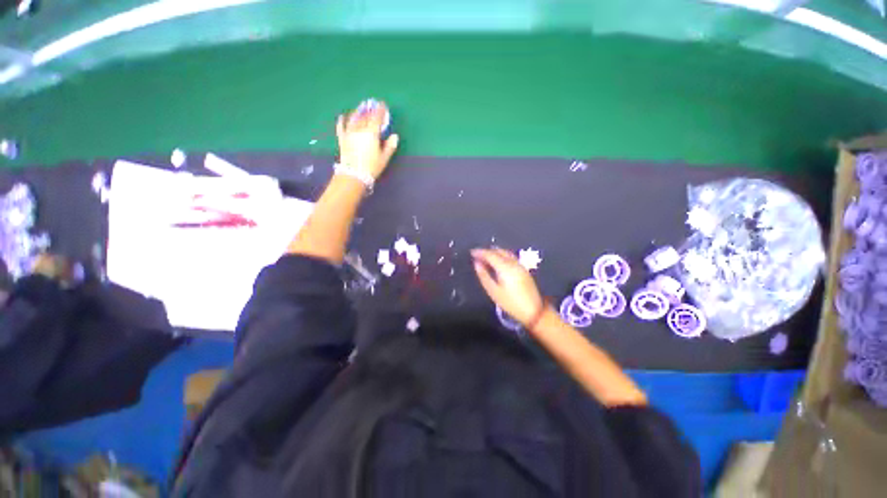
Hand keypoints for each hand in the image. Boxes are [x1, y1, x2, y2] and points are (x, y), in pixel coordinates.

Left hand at [336, 100, 399, 180]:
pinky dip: (342, 120)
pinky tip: (342, 116)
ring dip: (358, 112)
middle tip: (372, 105)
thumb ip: (389, 146)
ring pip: (354, 118)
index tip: (383, 105)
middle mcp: (360, 130)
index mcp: (371, 133)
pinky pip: (341, 126)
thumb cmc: (371, 167)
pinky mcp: (342, 139)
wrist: (354, 175)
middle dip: (369, 110)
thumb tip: (395, 136)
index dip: (380, 110)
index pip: (376, 118)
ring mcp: (350, 133)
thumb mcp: (384, 158)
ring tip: (361, 108)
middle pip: (365, 116)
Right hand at [472, 248, 545, 325]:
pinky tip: (497, 261)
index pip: (490, 254)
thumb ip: (483, 275)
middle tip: (477, 255)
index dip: (480, 252)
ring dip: (494, 252)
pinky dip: (501, 255)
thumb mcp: (493, 291)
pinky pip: (510, 257)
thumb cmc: (510, 303)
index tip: (471, 252)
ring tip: (485, 258)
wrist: (533, 311)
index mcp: (505, 267)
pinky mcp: (523, 269)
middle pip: (498, 251)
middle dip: (487, 251)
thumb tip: (476, 263)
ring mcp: (520, 265)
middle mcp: (513, 263)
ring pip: (505, 252)